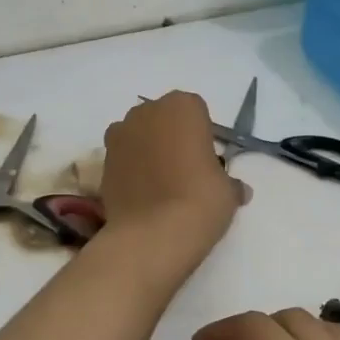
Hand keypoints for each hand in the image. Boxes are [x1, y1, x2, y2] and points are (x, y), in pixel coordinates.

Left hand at [98, 92, 245, 271]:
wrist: (152, 234)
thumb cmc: (200, 200)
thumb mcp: (227, 191)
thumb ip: (229, 182)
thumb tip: (237, 189)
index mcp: (182, 106)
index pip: (196, 112)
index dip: (201, 137)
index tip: (206, 162)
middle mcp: (146, 111)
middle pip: (162, 120)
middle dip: (171, 139)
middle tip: (185, 172)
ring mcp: (119, 135)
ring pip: (139, 137)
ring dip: (148, 152)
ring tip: (161, 186)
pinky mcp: (102, 162)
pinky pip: (122, 159)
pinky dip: (131, 171)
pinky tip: (142, 196)